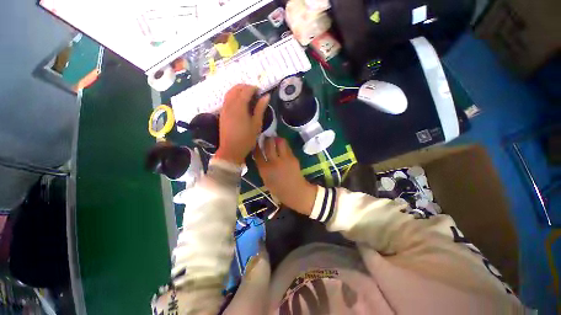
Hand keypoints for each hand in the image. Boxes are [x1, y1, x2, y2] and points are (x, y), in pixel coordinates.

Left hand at [215, 84, 269, 164]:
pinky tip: (240, 102)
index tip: (261, 91)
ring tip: (248, 96)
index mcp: (239, 107)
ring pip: (230, 92)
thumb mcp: (256, 124)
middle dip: (246, 87)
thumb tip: (266, 96)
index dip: (254, 88)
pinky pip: (227, 98)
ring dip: (239, 90)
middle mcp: (229, 104)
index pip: (246, 90)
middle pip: (236, 88)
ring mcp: (224, 108)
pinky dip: (234, 95)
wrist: (231, 150)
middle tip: (255, 93)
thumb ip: (260, 108)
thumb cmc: (246, 139)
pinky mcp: (222, 113)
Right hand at [254, 137, 316, 214]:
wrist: (295, 192)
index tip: (257, 142)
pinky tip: (283, 146)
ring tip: (276, 139)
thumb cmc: (278, 189)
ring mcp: (284, 159)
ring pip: (280, 142)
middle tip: (267, 137)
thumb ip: (262, 167)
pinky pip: (287, 147)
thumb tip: (259, 156)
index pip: (257, 153)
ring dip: (277, 139)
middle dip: (267, 139)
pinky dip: (284, 145)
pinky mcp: (292, 158)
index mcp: (264, 169)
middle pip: (269, 144)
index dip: (256, 146)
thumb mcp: (266, 179)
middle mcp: (273, 162)